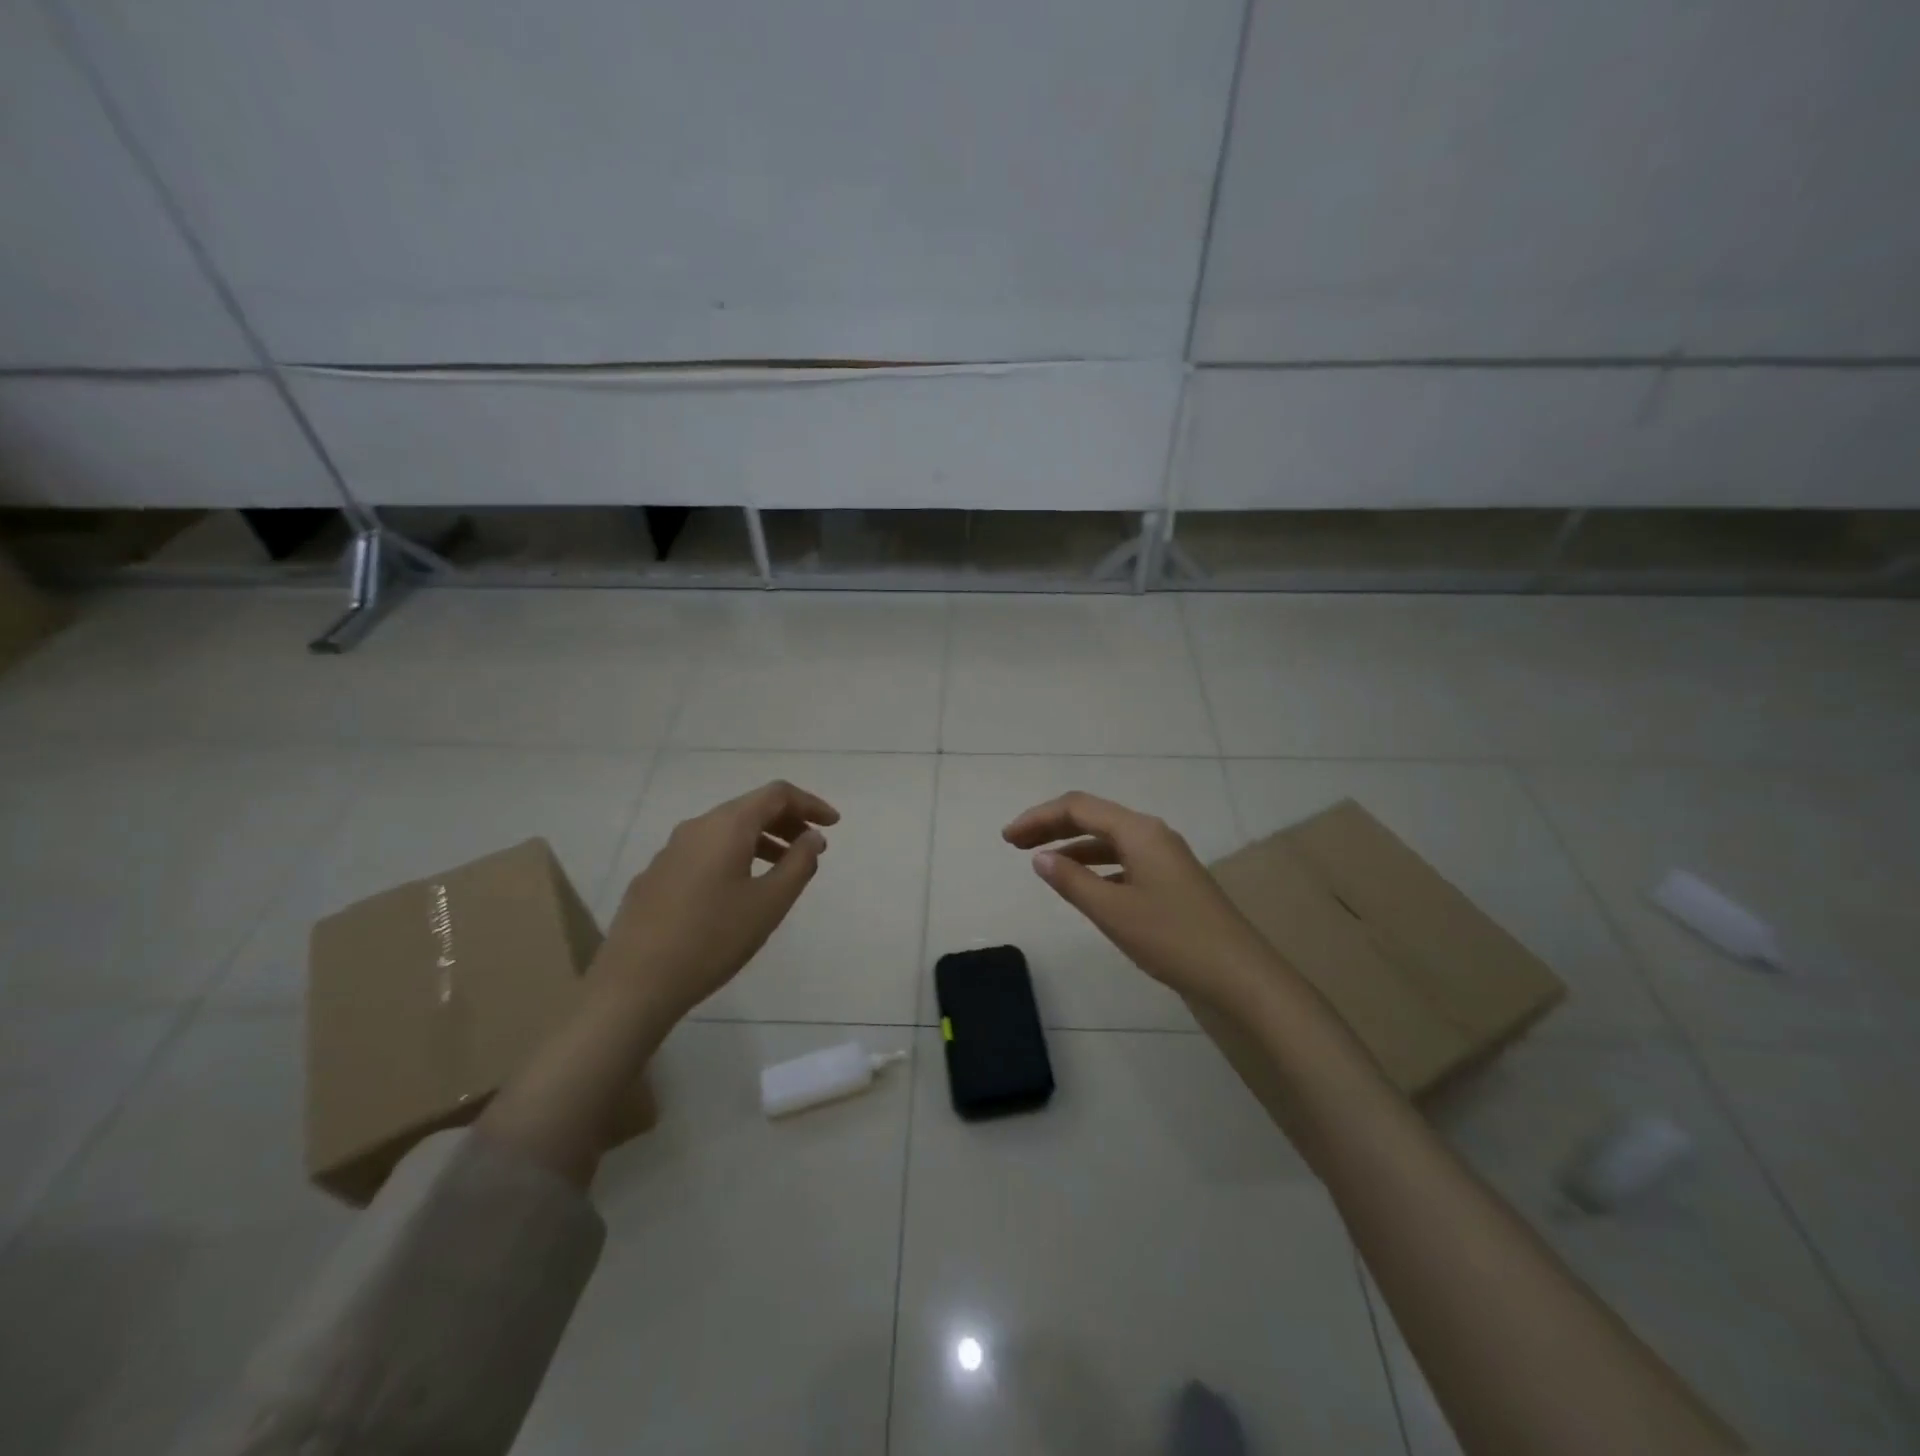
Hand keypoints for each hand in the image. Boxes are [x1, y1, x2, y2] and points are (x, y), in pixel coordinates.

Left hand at [595, 781, 839, 1022]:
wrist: (635, 983)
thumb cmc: (713, 939)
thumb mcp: (769, 903)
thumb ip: (799, 864)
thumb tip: (812, 836)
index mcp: (726, 826)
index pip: (776, 794)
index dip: (810, 804)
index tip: (833, 824)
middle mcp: (696, 827)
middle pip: (749, 808)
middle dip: (787, 822)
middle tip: (813, 847)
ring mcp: (670, 851)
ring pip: (725, 831)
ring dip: (761, 841)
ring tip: (783, 870)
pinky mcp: (655, 876)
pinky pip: (705, 852)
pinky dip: (734, 857)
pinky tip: (738, 891)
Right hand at [1003, 791, 1279, 1012]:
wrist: (1239, 977)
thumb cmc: (1172, 938)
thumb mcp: (1113, 911)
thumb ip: (1072, 881)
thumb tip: (1040, 858)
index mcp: (1139, 831)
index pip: (1078, 807)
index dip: (1039, 818)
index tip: (1007, 839)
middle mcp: (1152, 835)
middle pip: (1093, 818)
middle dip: (1052, 827)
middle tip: (1015, 844)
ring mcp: (1165, 858)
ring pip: (1109, 840)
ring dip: (1073, 847)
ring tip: (1042, 863)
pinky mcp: (1171, 881)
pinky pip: (1123, 860)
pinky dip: (1096, 866)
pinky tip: (1083, 886)